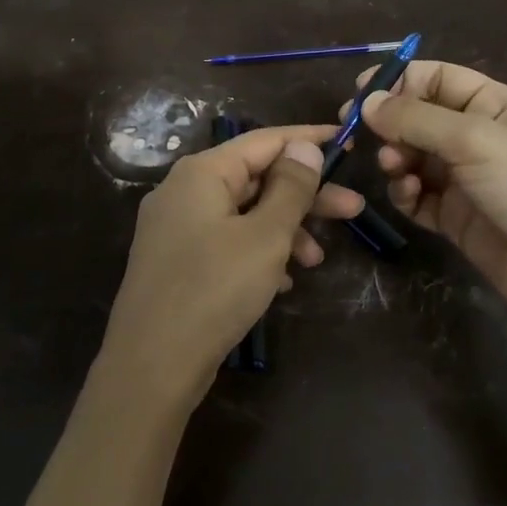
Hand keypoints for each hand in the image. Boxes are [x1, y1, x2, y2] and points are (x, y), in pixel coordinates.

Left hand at [98, 124, 363, 410]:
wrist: (152, 365)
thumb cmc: (214, 290)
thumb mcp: (265, 236)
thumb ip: (290, 188)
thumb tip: (304, 146)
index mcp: (202, 173)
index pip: (264, 140)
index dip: (308, 140)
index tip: (348, 141)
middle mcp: (184, 191)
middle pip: (256, 178)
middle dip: (305, 196)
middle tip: (354, 210)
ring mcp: (177, 229)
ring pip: (244, 214)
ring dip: (285, 230)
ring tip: (317, 260)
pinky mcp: (177, 262)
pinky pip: (228, 242)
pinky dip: (259, 252)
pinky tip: (284, 281)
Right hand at [347, 62, 506, 329]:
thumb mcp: (473, 139)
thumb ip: (416, 118)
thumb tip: (366, 103)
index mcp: (492, 104)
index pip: (437, 78)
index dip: (399, 81)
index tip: (359, 93)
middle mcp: (476, 136)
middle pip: (418, 118)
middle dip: (389, 124)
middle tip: (357, 134)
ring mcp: (464, 178)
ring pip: (412, 157)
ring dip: (396, 159)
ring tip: (395, 168)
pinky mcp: (453, 215)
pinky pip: (416, 195)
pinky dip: (405, 192)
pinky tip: (409, 195)